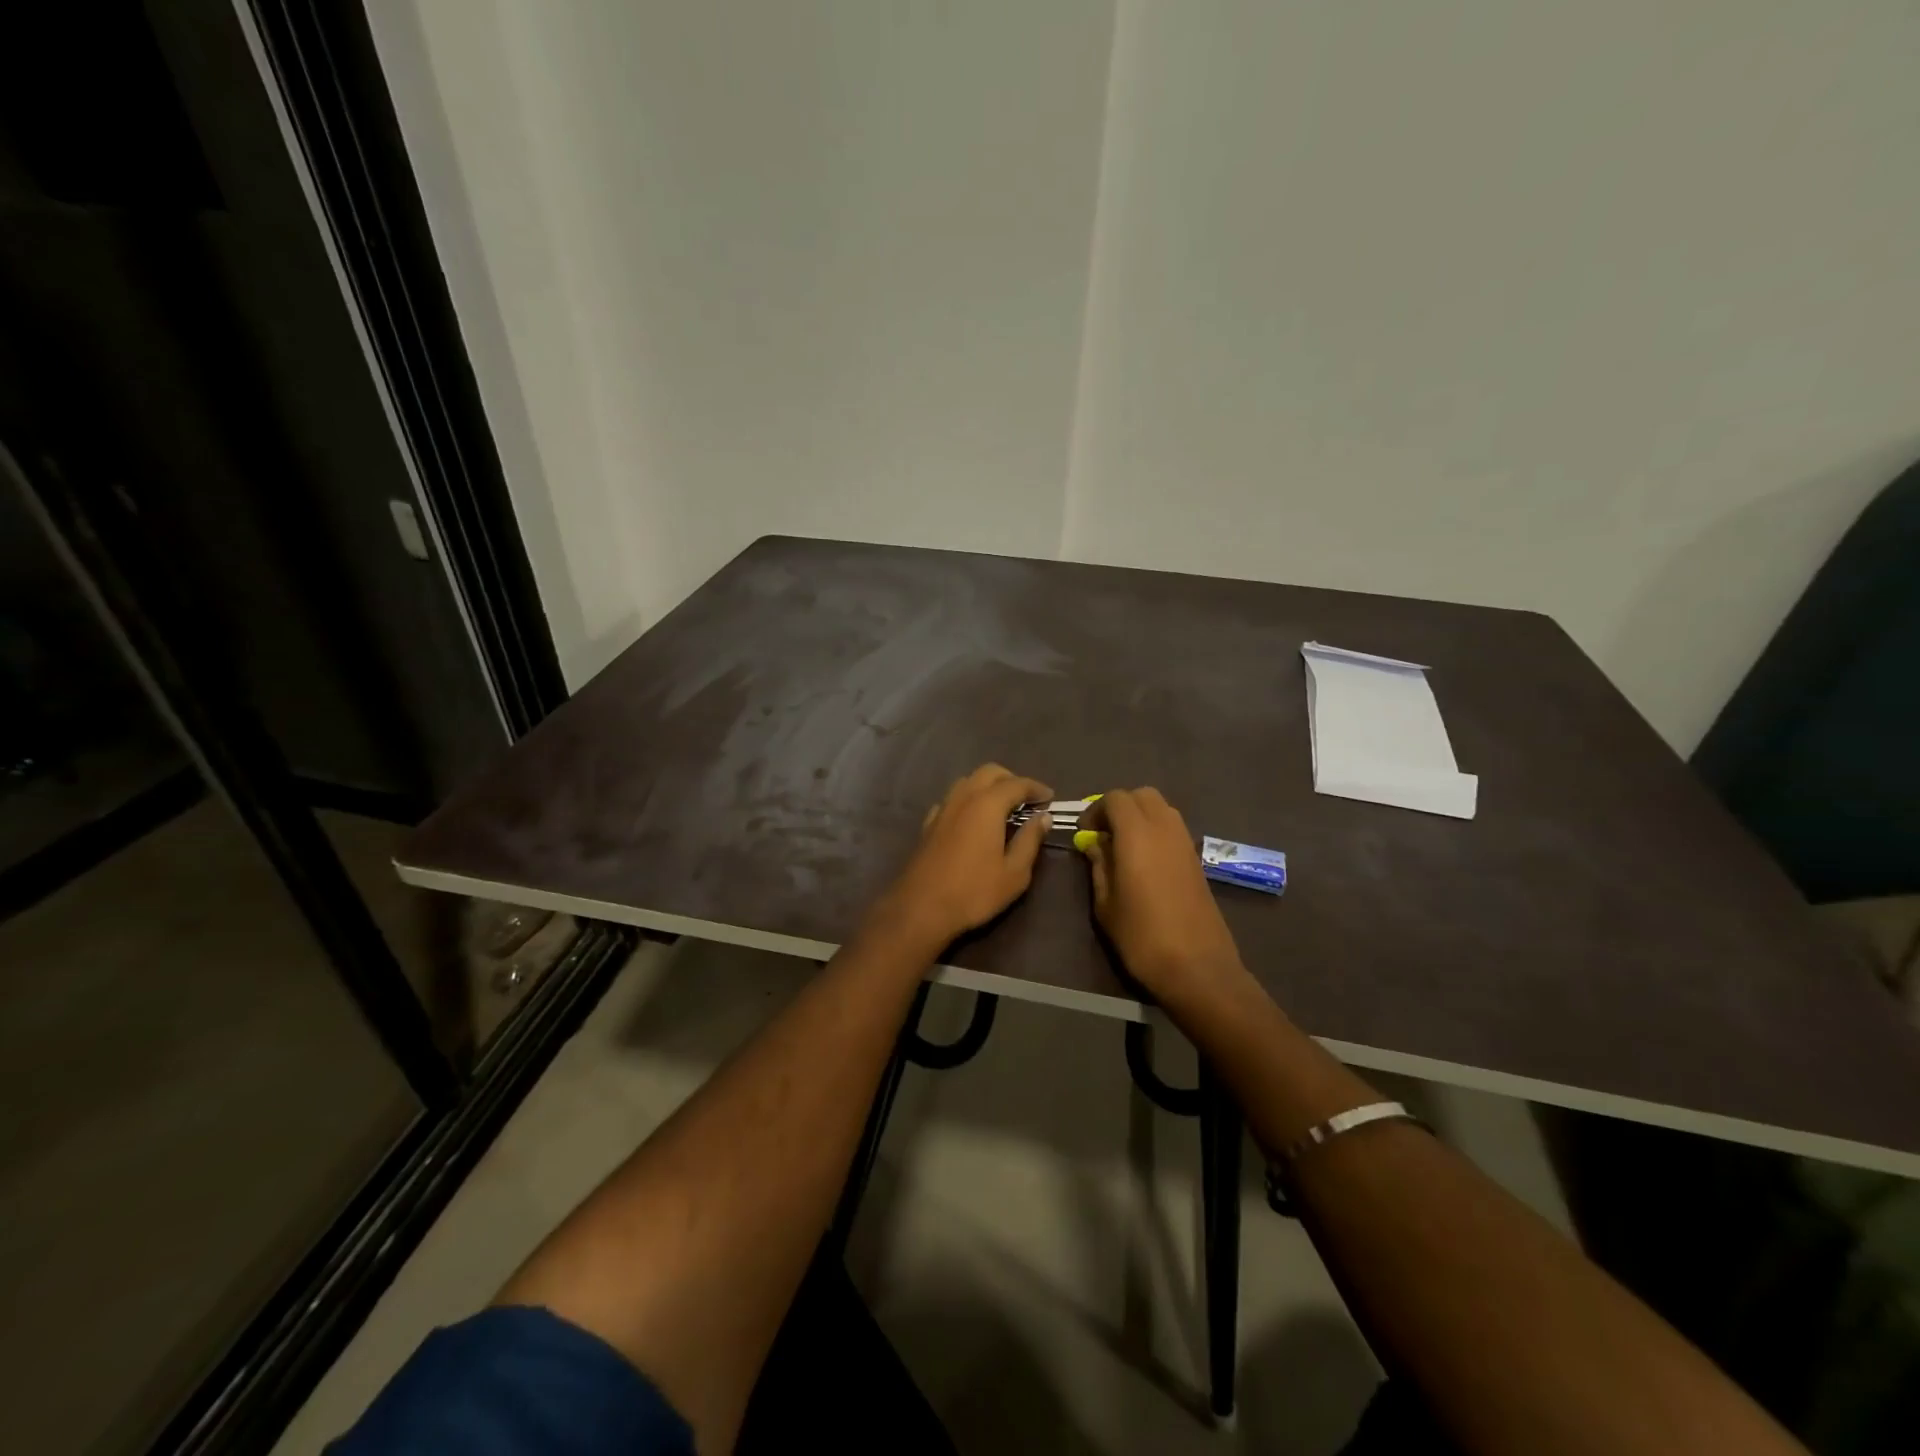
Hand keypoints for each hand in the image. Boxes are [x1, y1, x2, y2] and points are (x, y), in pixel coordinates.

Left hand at [872, 764, 1053, 949]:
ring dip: (988, 786)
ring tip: (1003, 808)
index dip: (1036, 788)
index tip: (1050, 798)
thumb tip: (1043, 817)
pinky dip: (968, 800)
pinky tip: (973, 820)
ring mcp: (943, 809)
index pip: (1017, 784)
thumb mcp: (1014, 872)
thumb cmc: (974, 892)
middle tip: (1027, 800)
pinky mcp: (929, 824)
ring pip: (968, 781)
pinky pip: (952, 799)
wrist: (921, 908)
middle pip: (989, 772)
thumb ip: (1030, 840)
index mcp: (987, 805)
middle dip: (1011, 780)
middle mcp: (963, 798)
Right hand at [1077, 788, 1247, 1008]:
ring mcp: (1185, 842)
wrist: (1197, 966)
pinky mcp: (1196, 859)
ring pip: (1162, 808)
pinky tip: (1145, 861)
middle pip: (1142, 795)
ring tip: (1123, 846)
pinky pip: (1173, 828)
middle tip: (1104, 833)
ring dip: (1140, 816)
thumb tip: (1096, 844)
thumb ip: (1099, 866)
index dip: (1096, 810)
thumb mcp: (1106, 904)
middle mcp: (1165, 829)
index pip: (1115, 799)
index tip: (1085, 833)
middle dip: (1120, 806)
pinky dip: (1156, 831)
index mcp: (1137, 835)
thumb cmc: (1142, 936)